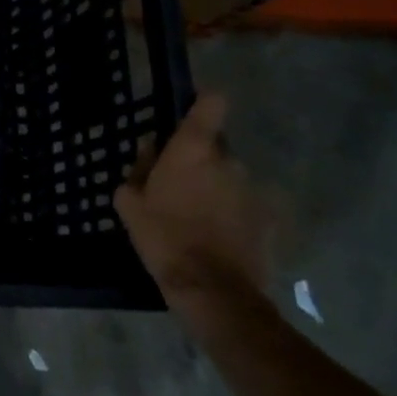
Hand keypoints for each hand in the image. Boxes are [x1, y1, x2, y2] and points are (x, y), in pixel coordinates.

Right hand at [114, 92, 274, 304]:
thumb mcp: (129, 202)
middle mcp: (228, 160)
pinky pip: (243, 206)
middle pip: (215, 146)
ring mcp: (252, 191)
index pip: (212, 103)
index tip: (190, 114)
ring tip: (196, 218)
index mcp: (194, 149)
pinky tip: (216, 239)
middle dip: (199, 160)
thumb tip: (150, 155)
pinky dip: (232, 215)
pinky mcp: (267, 221)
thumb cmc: (164, 237)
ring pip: (229, 177)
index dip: (203, 103)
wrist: (213, 292)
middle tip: (177, 186)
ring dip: (216, 188)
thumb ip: (138, 170)